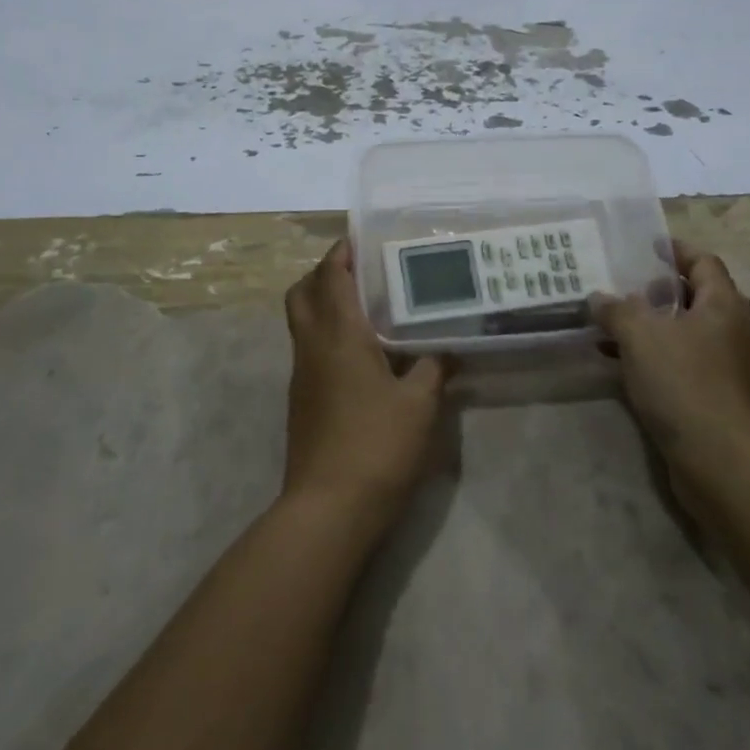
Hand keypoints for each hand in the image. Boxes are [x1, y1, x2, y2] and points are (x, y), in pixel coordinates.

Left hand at [281, 240, 449, 530]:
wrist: (328, 510)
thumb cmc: (376, 445)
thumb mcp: (420, 404)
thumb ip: (434, 367)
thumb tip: (448, 346)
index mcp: (338, 334)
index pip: (330, 276)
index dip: (341, 252)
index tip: (361, 238)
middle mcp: (312, 346)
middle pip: (302, 293)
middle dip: (324, 273)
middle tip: (360, 271)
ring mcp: (302, 375)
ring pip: (302, 322)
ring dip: (323, 303)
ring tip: (366, 307)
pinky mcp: (302, 401)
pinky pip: (309, 349)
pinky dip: (327, 335)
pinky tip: (362, 353)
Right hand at [591, 240, 749, 489]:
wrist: (720, 462)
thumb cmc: (684, 383)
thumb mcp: (640, 335)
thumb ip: (616, 309)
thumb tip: (599, 298)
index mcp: (722, 304)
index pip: (702, 261)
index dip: (674, 250)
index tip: (644, 246)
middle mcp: (730, 329)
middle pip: (693, 295)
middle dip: (656, 289)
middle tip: (622, 286)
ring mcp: (725, 365)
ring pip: (683, 331)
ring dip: (649, 325)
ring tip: (610, 323)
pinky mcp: (713, 396)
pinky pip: (679, 362)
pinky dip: (651, 355)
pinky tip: (617, 362)